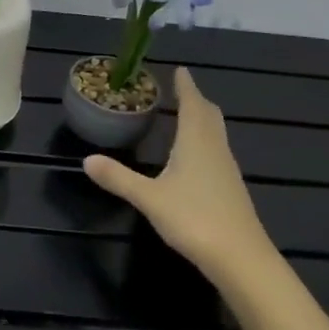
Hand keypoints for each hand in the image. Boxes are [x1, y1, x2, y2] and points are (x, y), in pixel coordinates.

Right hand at [82, 67, 276, 286]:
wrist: (241, 259)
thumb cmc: (194, 219)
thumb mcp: (149, 198)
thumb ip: (119, 178)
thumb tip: (86, 160)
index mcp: (196, 142)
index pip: (192, 104)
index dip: (186, 86)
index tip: (180, 70)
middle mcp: (215, 149)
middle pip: (209, 115)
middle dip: (195, 100)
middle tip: (181, 90)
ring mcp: (227, 170)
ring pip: (216, 134)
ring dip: (202, 120)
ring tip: (186, 117)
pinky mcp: (231, 190)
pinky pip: (217, 152)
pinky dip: (205, 142)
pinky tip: (194, 158)